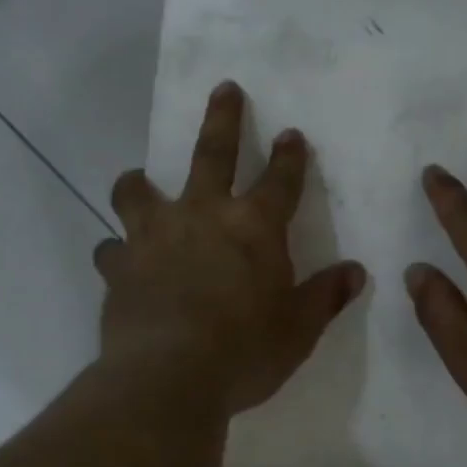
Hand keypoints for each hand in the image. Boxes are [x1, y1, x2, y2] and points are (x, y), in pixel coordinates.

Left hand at [98, 81, 366, 417]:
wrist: (169, 377)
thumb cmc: (245, 351)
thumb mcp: (298, 329)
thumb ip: (325, 296)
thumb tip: (355, 272)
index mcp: (253, 228)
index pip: (280, 180)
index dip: (289, 156)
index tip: (291, 134)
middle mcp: (201, 216)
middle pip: (212, 153)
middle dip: (223, 118)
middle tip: (224, 89)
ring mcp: (153, 237)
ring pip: (137, 191)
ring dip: (138, 183)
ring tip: (137, 181)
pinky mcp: (118, 268)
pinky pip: (110, 249)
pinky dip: (116, 252)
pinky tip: (119, 262)